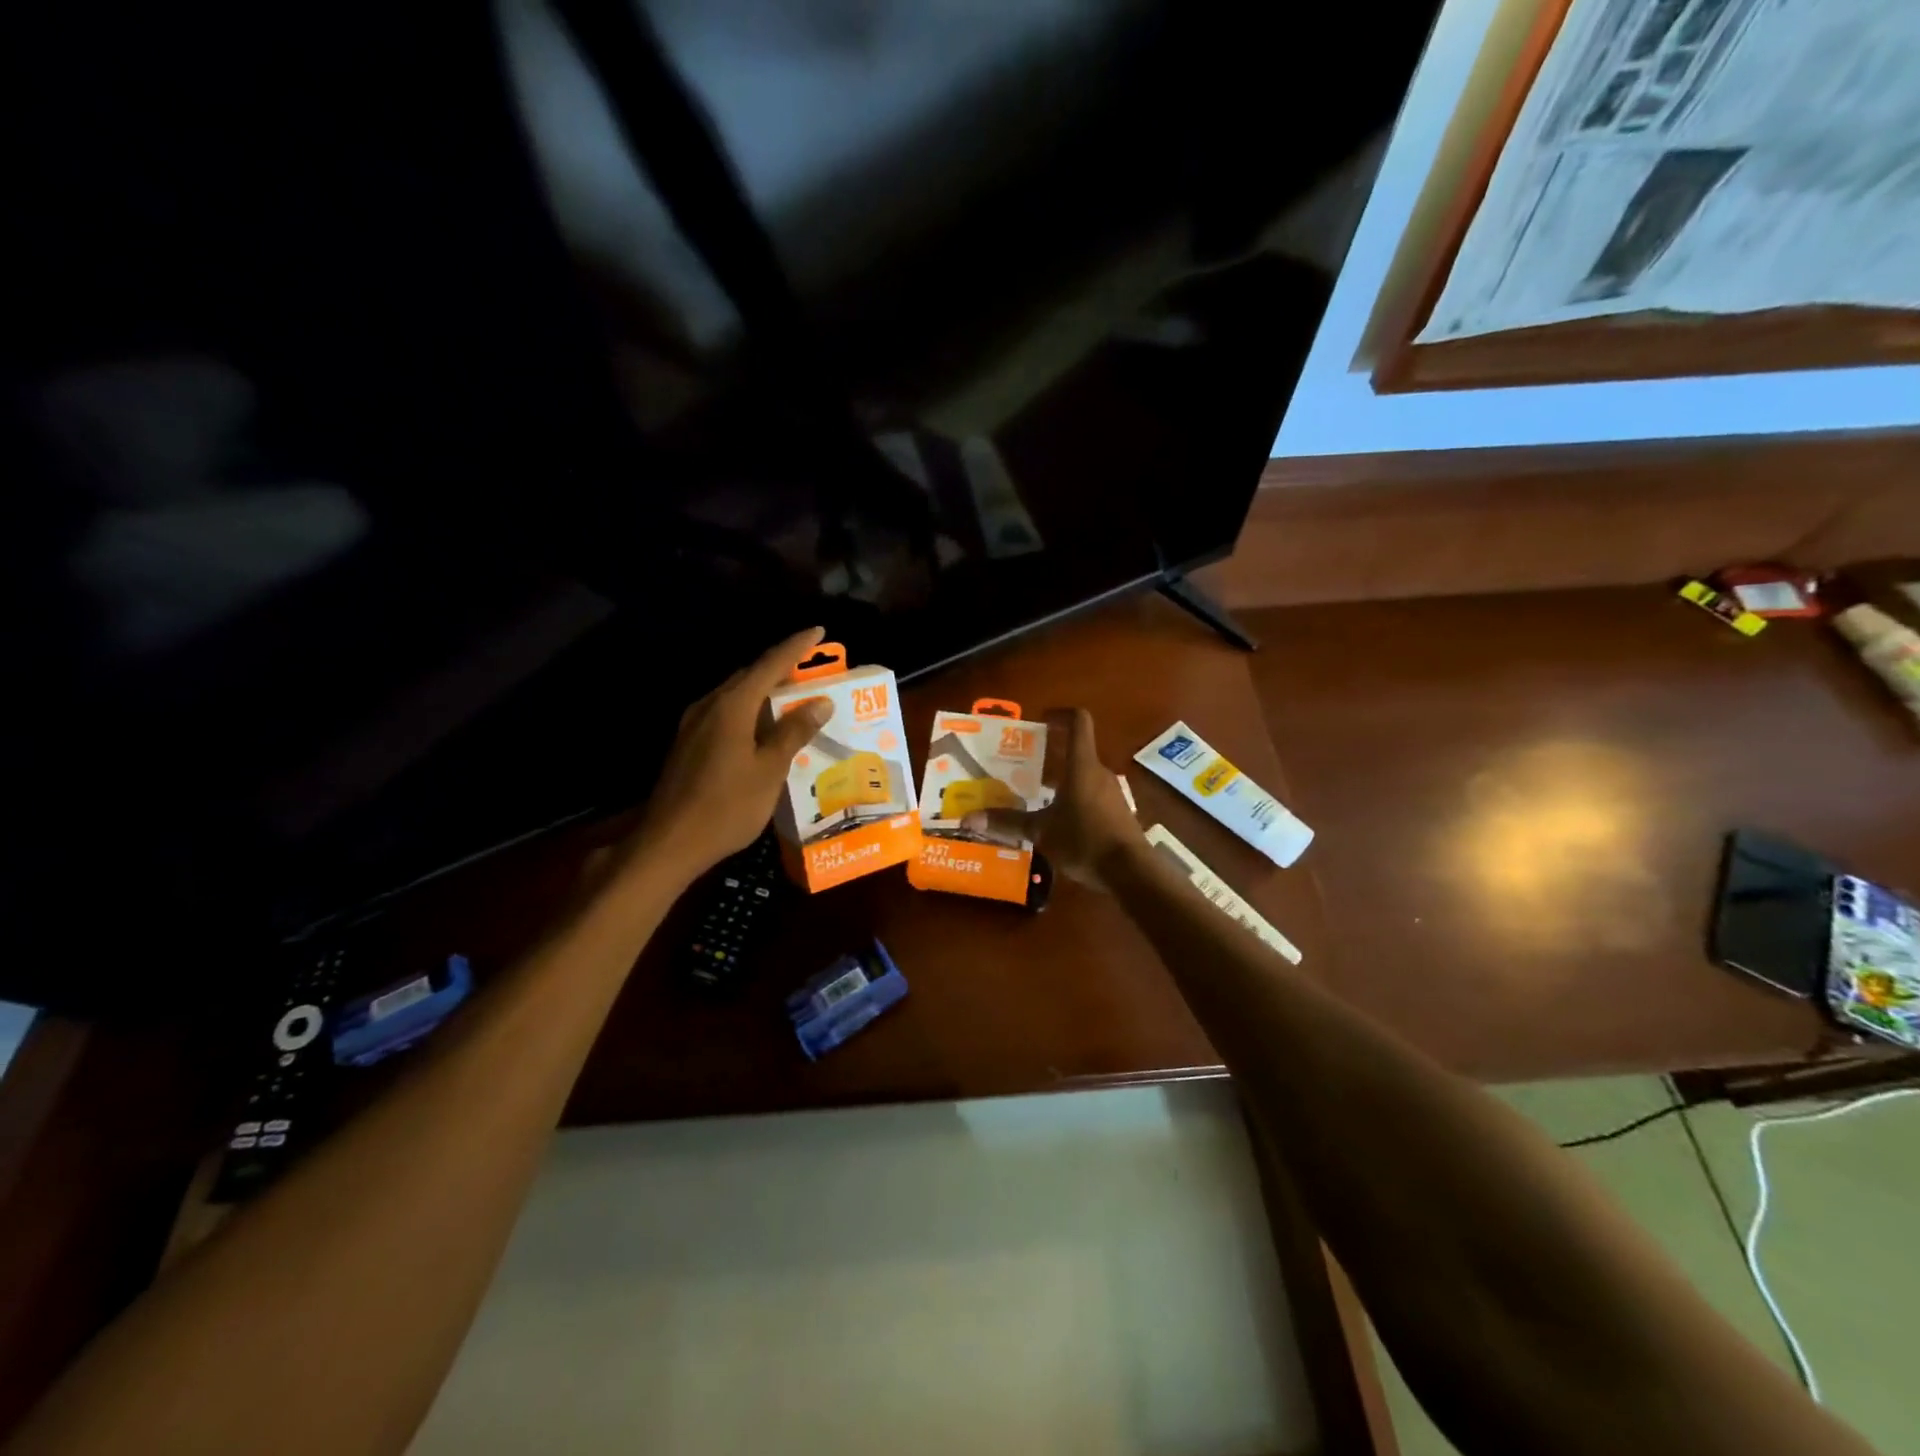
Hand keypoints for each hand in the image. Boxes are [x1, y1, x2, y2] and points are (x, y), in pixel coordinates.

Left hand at [633, 626, 832, 877]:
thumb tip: (820, 701)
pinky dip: (750, 709)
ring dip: (764, 689)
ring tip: (793, 695)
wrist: (669, 843)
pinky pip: (725, 713)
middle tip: (812, 668)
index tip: (818, 630)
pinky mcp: (688, 744)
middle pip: (749, 675)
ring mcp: (693, 725)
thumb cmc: (727, 806)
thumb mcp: (770, 769)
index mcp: (731, 707)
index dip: (796, 647)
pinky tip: (763, 726)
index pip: (770, 665)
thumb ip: (794, 732)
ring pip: (735, 694)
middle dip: (781, 667)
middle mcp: (709, 706)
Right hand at [962, 707, 1143, 888]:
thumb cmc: (1085, 840)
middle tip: (1023, 766)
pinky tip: (1058, 821)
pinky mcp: (1118, 813)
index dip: (1060, 714)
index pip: (1078, 722)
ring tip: (1035, 795)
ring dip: (1061, 780)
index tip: (1041, 719)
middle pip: (1076, 752)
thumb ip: (1007, 822)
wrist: (1131, 871)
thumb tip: (968, 819)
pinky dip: (1073, 799)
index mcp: (1082, 766)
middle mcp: (1099, 772)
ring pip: (1083, 776)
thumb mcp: (1041, 831)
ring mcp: (1112, 793)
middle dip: (1050, 754)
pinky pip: (1091, 796)